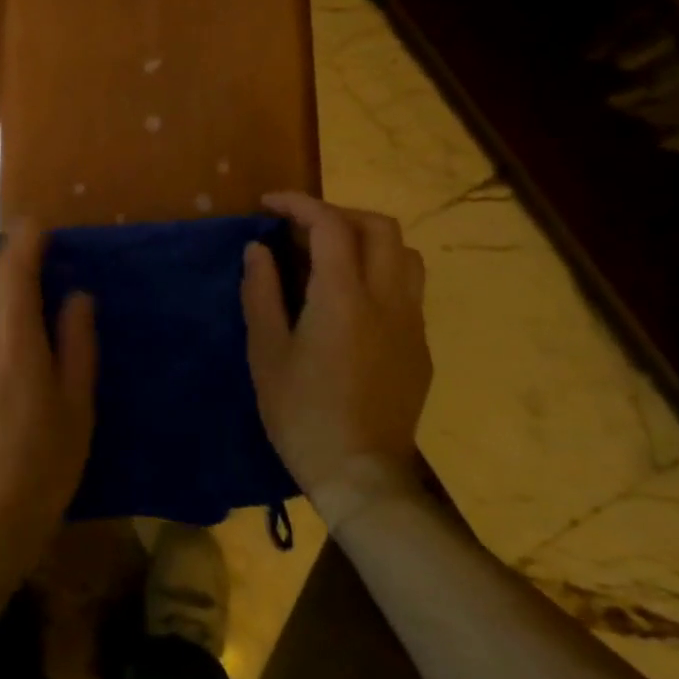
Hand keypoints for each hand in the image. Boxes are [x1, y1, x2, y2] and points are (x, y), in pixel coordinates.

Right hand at [240, 192, 431, 502]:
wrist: (361, 474)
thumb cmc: (302, 413)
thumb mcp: (266, 352)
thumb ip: (261, 292)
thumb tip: (258, 250)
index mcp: (344, 297)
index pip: (330, 225)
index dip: (298, 204)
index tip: (269, 204)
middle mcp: (387, 299)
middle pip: (380, 227)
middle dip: (339, 214)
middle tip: (301, 229)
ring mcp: (411, 323)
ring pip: (405, 254)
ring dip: (368, 240)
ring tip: (331, 256)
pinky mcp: (420, 347)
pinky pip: (408, 289)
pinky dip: (380, 271)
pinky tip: (350, 300)